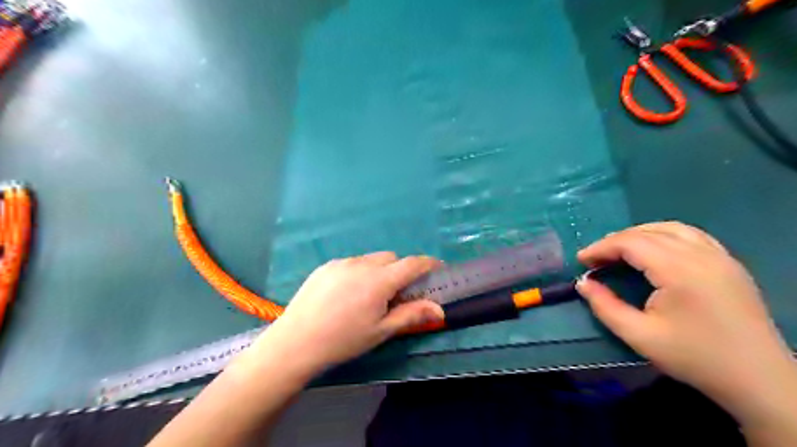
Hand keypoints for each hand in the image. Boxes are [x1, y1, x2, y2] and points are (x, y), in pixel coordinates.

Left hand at [244, 253, 440, 374]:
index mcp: (379, 281)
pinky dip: (359, 272)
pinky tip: (346, 294)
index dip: (428, 263)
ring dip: (378, 270)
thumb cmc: (343, 340)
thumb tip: (440, 310)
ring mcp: (341, 262)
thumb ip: (411, 315)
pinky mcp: (326, 266)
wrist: (296, 342)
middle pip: (391, 258)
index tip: (437, 267)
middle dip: (400, 270)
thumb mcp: (381, 331)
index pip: (412, 264)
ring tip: (367, 295)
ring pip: (370, 259)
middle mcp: (362, 264)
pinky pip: (351, 262)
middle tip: (395, 293)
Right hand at [577, 222, 792, 410]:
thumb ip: (604, 306)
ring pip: (671, 228)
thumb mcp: (639, 336)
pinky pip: (692, 235)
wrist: (758, 380)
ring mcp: (720, 257)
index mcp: (679, 270)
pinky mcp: (730, 264)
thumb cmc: (694, 358)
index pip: (631, 243)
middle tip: (596, 258)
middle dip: (616, 241)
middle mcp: (701, 255)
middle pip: (648, 232)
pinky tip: (655, 250)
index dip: (601, 247)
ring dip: (639, 234)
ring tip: (620, 251)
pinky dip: (665, 235)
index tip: (582, 261)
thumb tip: (583, 283)